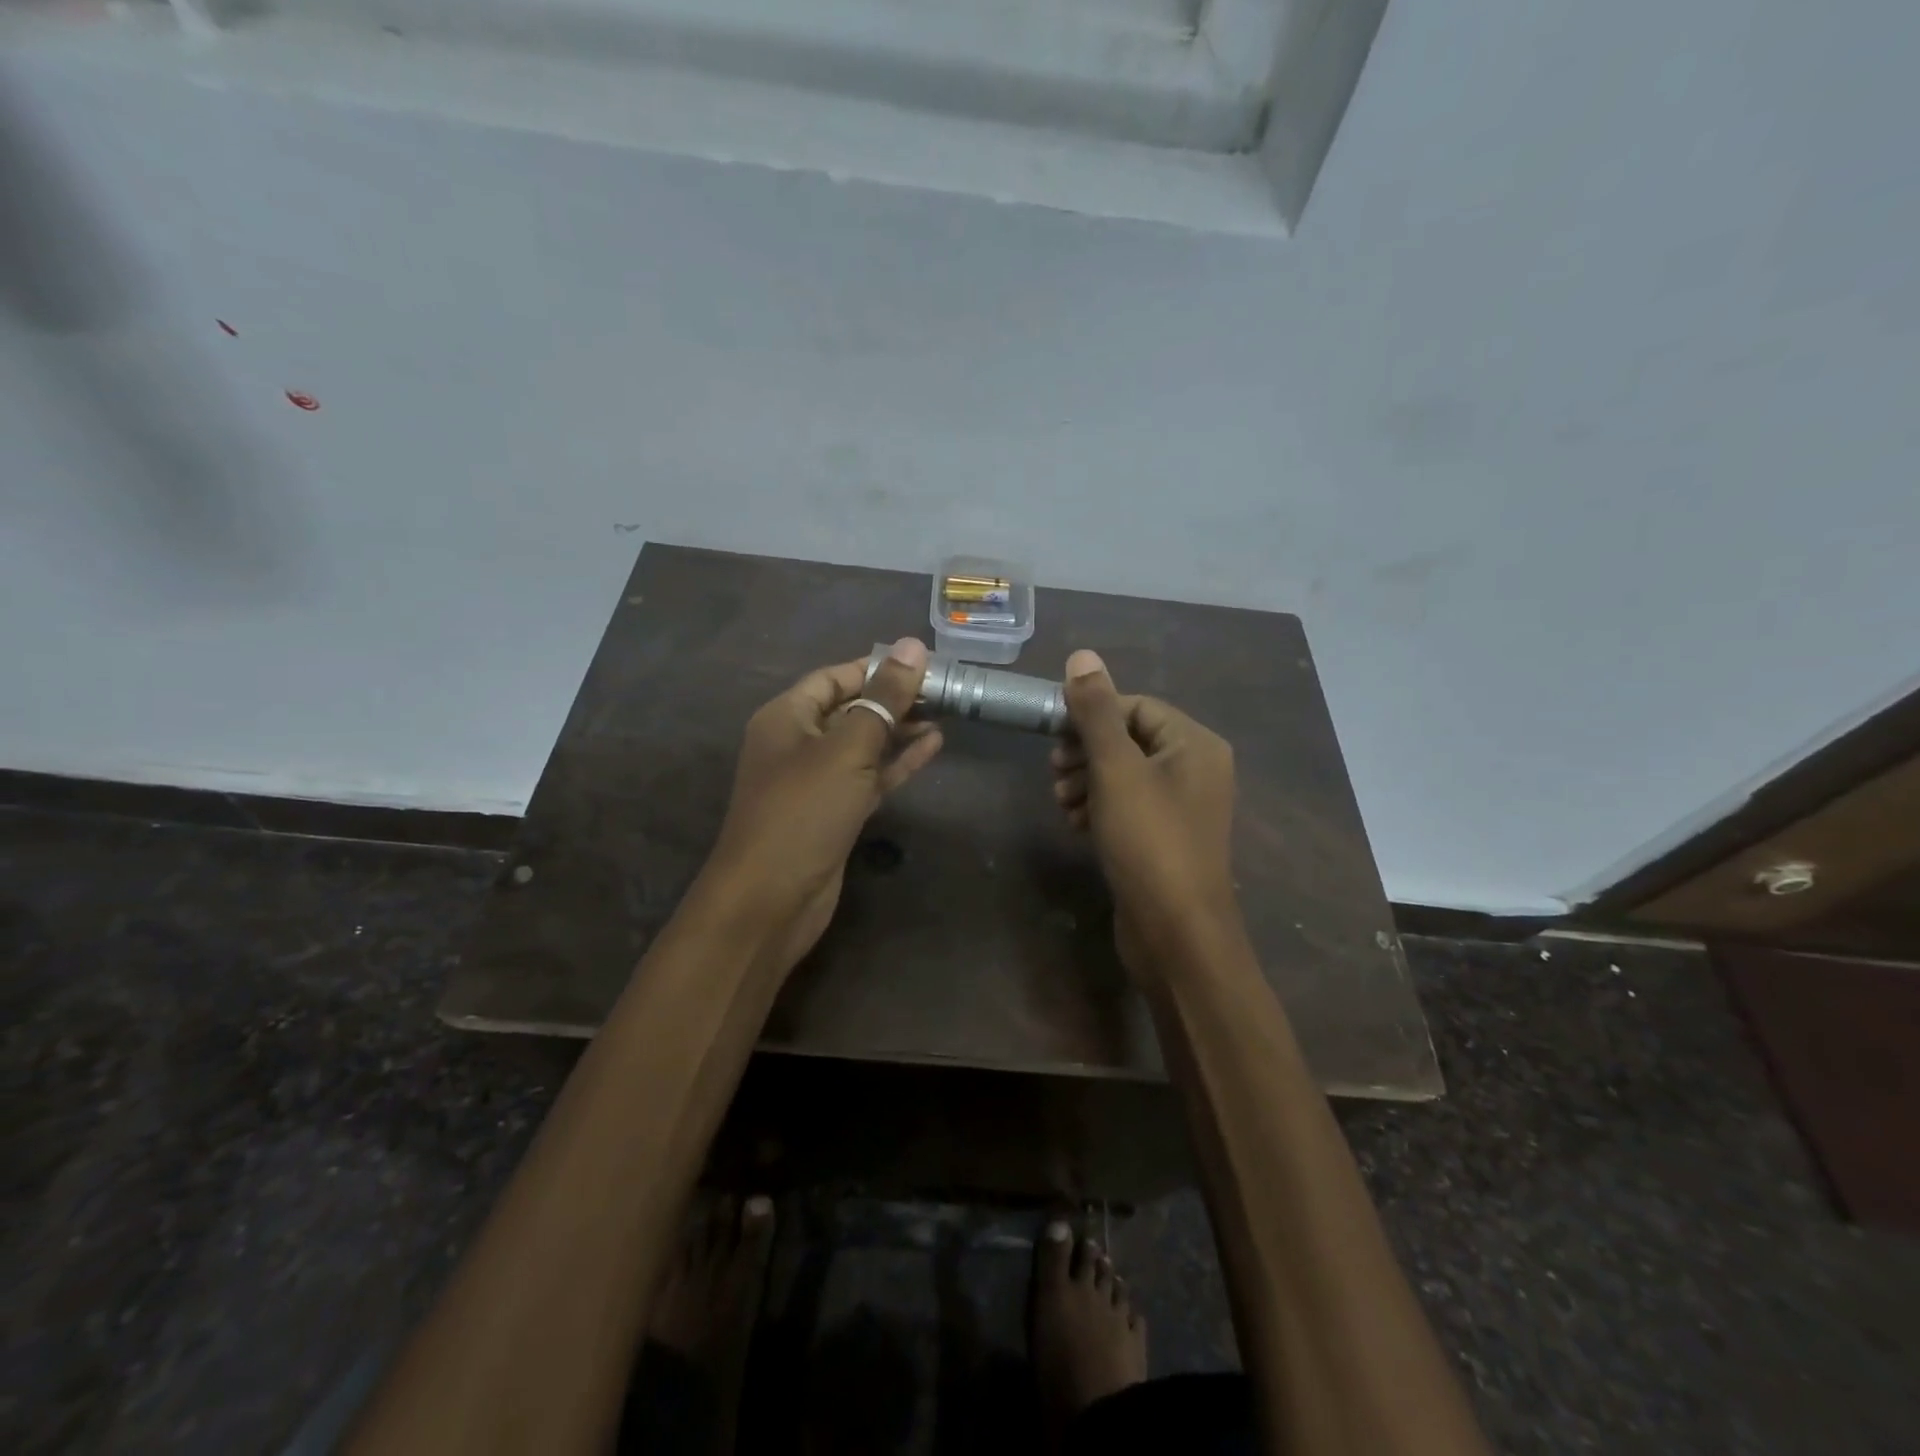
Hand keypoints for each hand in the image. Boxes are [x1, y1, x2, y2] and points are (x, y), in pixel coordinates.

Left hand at [702, 637, 941, 976]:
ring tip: (945, 712)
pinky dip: (898, 762)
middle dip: (894, 698)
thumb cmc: (804, 811)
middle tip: (944, 688)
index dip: (876, 667)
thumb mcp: (847, 748)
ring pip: (864, 744)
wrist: (771, 899)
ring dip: (900, 729)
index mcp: (787, 717)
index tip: (922, 662)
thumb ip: (883, 699)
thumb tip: (912, 646)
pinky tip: (934, 746)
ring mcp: (817, 781)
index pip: (835, 677)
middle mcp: (798, 743)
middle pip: (851, 708)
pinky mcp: (835, 812)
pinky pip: (870, 776)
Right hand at [1050, 650, 1238, 972]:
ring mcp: (1182, 808)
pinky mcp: (1165, 839)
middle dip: (1086, 752)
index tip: (1053, 735)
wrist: (1176, 934)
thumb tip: (1082, 656)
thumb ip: (1096, 712)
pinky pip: (1129, 807)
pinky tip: (1076, 824)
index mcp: (1194, 744)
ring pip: (1125, 775)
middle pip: (1130, 739)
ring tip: (1062, 802)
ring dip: (1087, 781)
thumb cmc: (1149, 842)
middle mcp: (1196, 769)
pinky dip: (1100, 808)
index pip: (1136, 706)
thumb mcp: (1116, 769)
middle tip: (1055, 771)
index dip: (1092, 715)